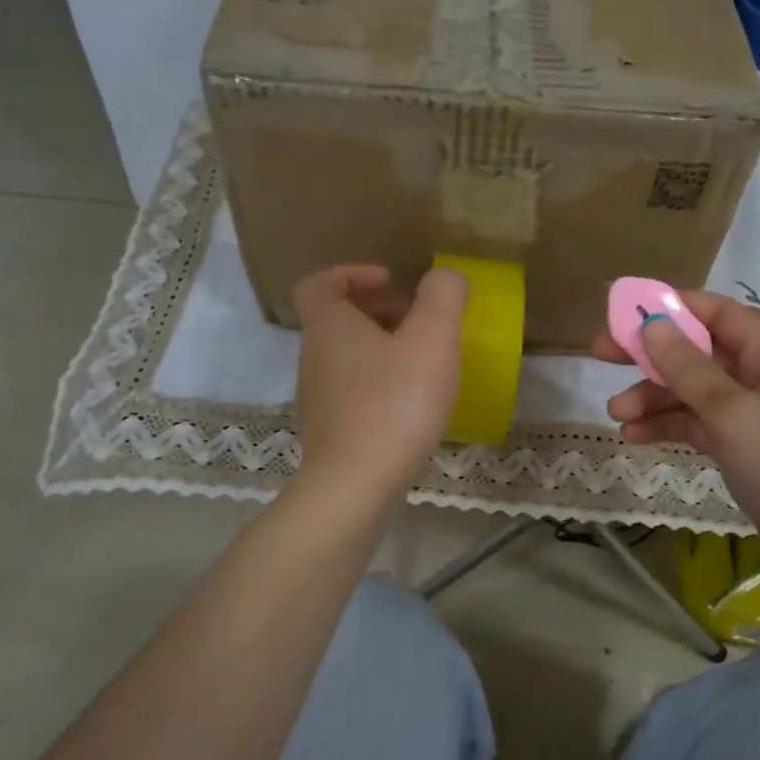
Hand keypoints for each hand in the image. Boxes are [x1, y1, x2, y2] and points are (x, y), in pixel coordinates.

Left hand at [292, 264, 467, 500]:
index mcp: (329, 326)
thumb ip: (443, 297)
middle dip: (378, 311)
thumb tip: (446, 276)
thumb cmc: (395, 403)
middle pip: (337, 319)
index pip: (320, 283)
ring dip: (381, 348)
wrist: (356, 486)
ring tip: (423, 362)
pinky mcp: (329, 432)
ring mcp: (317, 397)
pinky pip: (352, 391)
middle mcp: (313, 356)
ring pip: (346, 357)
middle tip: (418, 321)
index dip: (353, 273)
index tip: (391, 280)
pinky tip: (412, 404)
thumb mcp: (432, 339)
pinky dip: (379, 384)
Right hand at [594, 290, 759, 580]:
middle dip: (651, 355)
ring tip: (616, 415)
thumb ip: (689, 369)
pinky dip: (670, 427)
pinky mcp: (747, 450)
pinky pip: (700, 426)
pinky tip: (636, 437)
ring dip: (654, 398)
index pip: (717, 313)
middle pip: (699, 352)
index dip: (669, 307)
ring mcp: (756, 416)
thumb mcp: (734, 414)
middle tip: (600, 356)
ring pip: (694, 393)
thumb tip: (652, 324)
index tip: (621, 314)